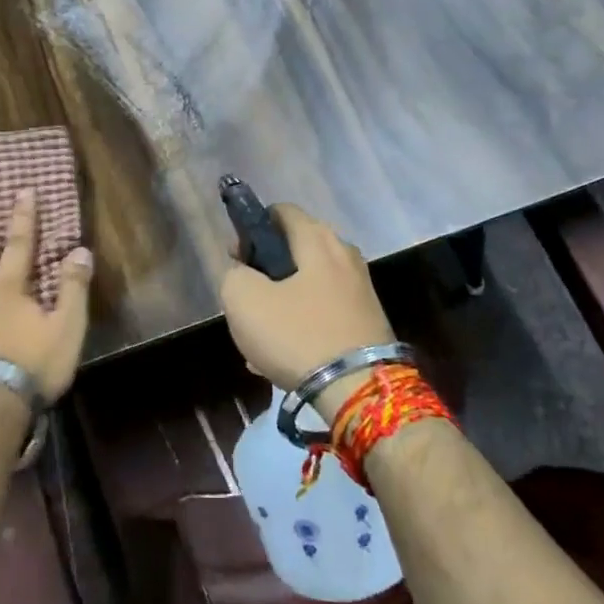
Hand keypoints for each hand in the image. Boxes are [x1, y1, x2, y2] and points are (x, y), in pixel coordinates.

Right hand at [218, 204, 394, 413]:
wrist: (359, 391)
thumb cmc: (297, 335)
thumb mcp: (243, 300)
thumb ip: (234, 275)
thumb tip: (244, 273)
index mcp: (318, 239)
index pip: (281, 211)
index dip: (252, 229)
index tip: (237, 258)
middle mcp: (345, 254)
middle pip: (296, 248)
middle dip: (267, 269)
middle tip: (248, 297)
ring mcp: (361, 288)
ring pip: (308, 284)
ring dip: (283, 302)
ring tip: (262, 335)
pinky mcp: (368, 320)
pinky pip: (325, 312)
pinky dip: (303, 324)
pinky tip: (286, 355)